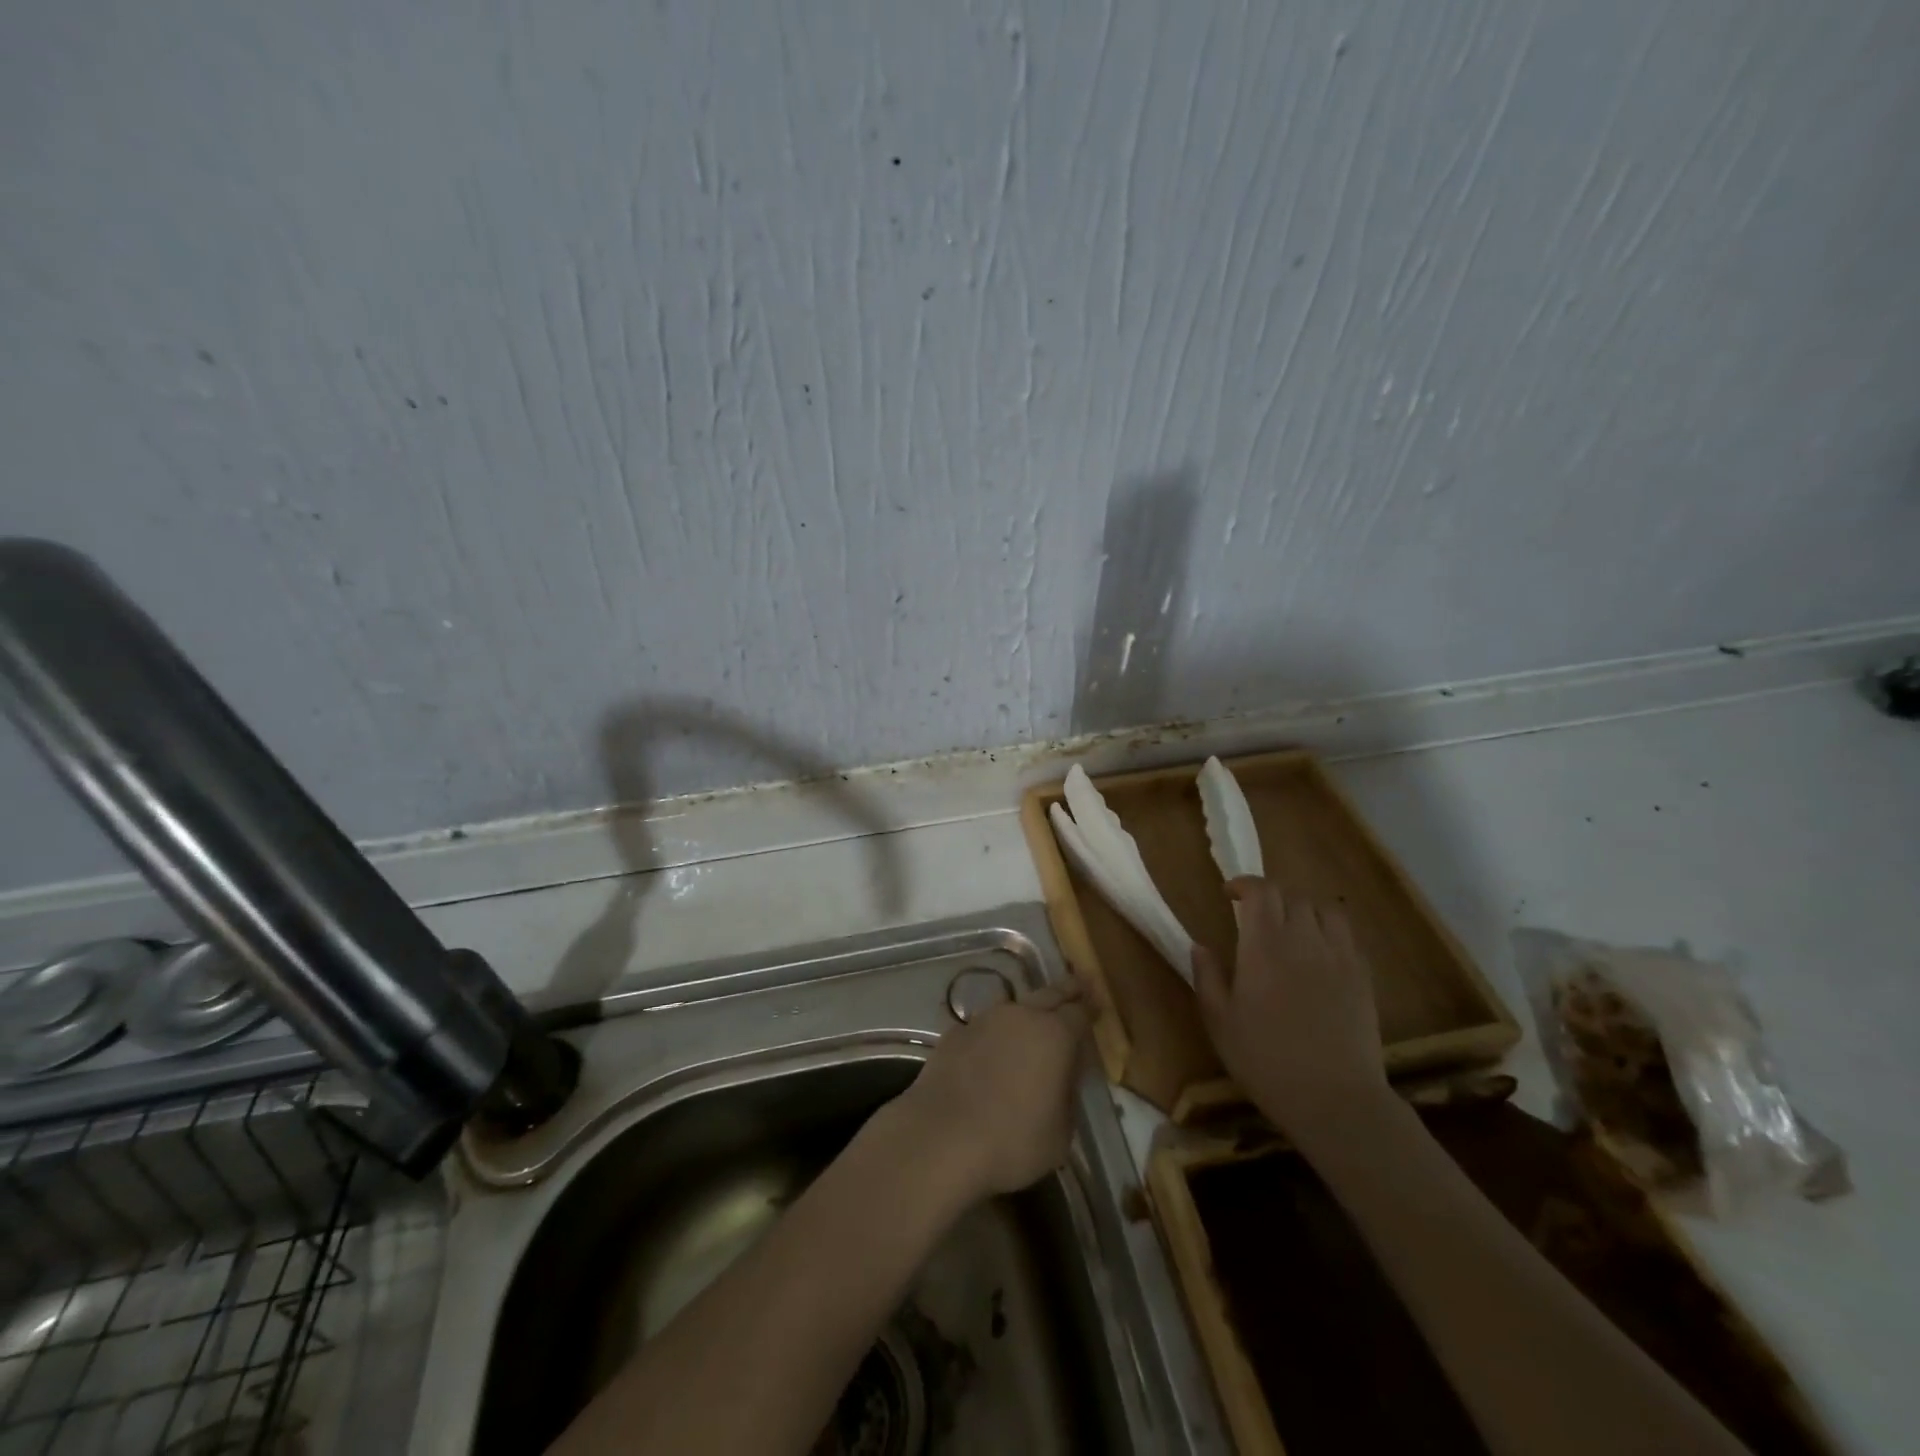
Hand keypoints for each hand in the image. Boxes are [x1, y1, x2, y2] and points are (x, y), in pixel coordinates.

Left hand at [892, 983, 1089, 1199]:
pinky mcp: (955, 1032)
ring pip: (1015, 1005)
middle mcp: (1021, 1016)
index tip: (1098, 1003)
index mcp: (1055, 1035)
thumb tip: (1063, 1077)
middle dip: (1066, 989)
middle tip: (1079, 983)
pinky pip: (985, 1024)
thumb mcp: (1061, 1133)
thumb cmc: (1012, 1141)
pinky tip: (994, 1047)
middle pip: (1049, 993)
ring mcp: (984, 1020)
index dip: (1091, 1009)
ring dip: (1028, 1009)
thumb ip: (1068, 1096)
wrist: (941, 1137)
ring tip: (1035, 1018)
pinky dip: (996, 1031)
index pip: (1080, 1013)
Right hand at [1192, 879, 1387, 1146]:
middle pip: (1292, 896)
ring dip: (1303, 910)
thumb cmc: (1265, 1060)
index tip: (1229, 894)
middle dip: (1271, 898)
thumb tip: (1200, 945)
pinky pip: (1347, 937)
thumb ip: (1207, 977)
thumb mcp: (1219, 1021)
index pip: (1261, 891)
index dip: (1244, 884)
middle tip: (1255, 917)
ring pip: (1325, 910)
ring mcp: (1339, 957)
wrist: (1334, 1099)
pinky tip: (1319, 955)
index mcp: (1264, 946)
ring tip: (1291, 930)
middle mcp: (1304, 940)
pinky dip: (1330, 933)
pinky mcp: (1362, 977)